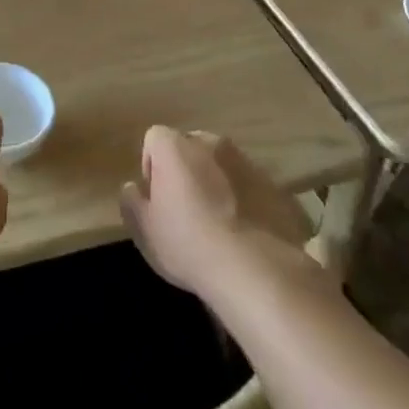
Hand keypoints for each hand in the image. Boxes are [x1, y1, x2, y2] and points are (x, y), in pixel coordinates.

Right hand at [121, 127, 312, 295]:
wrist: (256, 270)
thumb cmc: (188, 244)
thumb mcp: (144, 230)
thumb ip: (131, 201)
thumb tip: (133, 187)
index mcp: (176, 147)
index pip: (155, 138)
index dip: (152, 166)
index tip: (157, 198)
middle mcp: (213, 143)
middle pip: (192, 147)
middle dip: (187, 170)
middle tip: (187, 209)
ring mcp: (249, 163)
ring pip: (225, 166)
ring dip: (219, 184)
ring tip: (221, 225)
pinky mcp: (277, 187)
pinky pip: (253, 188)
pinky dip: (247, 202)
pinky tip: (247, 235)